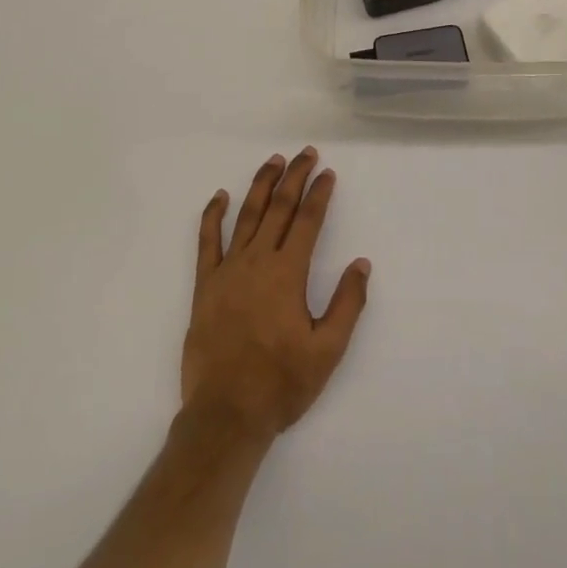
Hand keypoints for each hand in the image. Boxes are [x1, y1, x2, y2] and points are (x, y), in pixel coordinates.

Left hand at [182, 149, 370, 441]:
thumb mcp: (327, 350)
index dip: (319, 193)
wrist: (225, 415)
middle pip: (279, 207)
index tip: (328, 173)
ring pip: (247, 215)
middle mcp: (258, 261)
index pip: (308, 221)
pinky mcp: (205, 285)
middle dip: (295, 177)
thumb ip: (347, 303)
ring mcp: (228, 270)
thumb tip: (361, 263)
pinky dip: (213, 215)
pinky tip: (220, 196)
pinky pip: (207, 241)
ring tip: (274, 161)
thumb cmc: (281, 384)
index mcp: (288, 273)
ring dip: (262, 184)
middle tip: (306, 153)